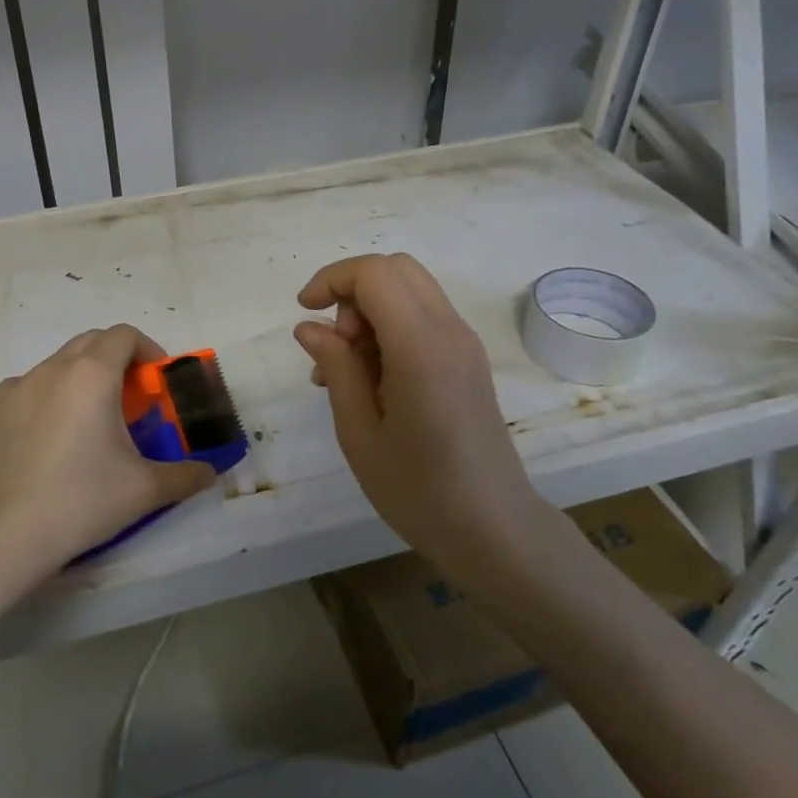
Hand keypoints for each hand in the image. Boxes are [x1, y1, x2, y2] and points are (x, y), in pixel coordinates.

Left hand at [0, 324, 217, 579]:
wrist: (8, 534)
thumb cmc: (83, 500)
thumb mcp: (145, 489)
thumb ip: (185, 475)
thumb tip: (210, 474)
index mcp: (93, 375)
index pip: (124, 335)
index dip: (147, 350)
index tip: (156, 381)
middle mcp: (53, 369)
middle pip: (91, 342)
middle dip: (115, 359)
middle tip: (129, 398)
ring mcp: (17, 387)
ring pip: (57, 364)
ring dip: (80, 377)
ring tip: (87, 420)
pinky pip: (25, 388)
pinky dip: (44, 397)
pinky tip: (46, 433)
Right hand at [293, 254, 539, 561]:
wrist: (493, 529)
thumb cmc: (418, 490)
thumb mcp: (359, 432)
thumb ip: (336, 368)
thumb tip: (309, 326)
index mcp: (420, 347)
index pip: (374, 273)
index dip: (332, 279)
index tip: (304, 312)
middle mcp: (449, 331)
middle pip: (396, 269)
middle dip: (352, 290)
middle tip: (334, 343)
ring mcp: (464, 343)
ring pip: (411, 290)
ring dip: (370, 310)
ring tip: (345, 370)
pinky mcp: (468, 359)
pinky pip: (423, 318)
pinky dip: (390, 327)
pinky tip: (371, 378)